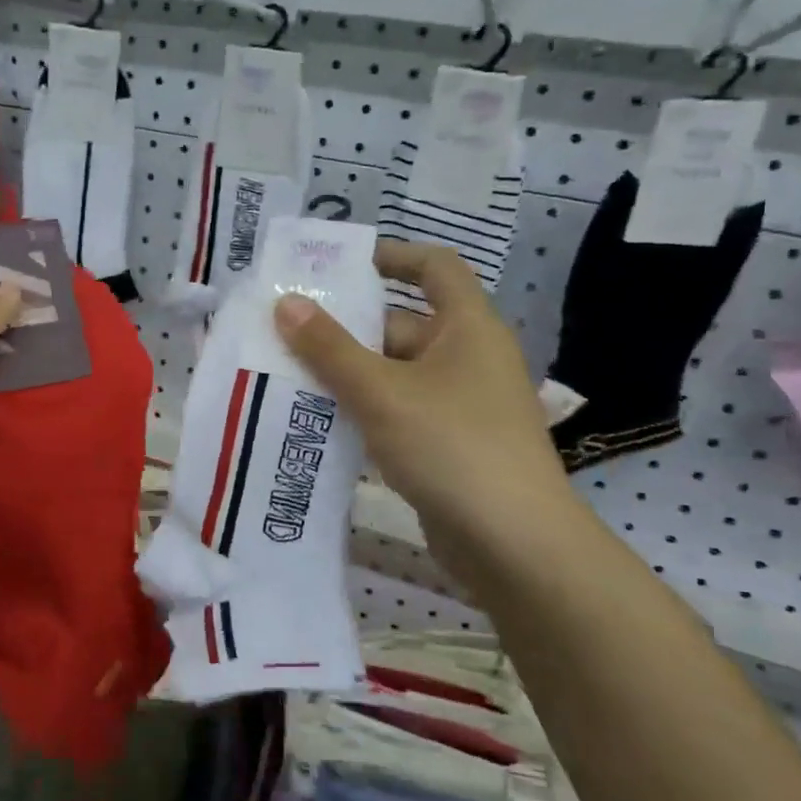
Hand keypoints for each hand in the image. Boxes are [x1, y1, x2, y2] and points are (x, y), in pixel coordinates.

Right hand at [273, 241, 582, 579]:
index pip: (434, 267)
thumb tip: (286, 303)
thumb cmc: (452, 446)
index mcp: (467, 328)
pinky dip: (362, 409)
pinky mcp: (448, 444)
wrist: (514, 545)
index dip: (392, 256)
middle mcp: (467, 358)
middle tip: (287, 330)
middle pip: (401, 324)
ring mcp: (459, 404)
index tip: (340, 265)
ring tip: (286, 372)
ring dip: (347, 372)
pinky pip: (397, 411)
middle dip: (346, 327)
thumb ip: (330, 348)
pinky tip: (317, 420)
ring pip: (394, 373)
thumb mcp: (381, 392)